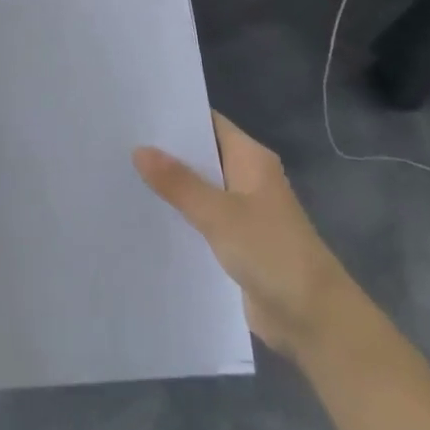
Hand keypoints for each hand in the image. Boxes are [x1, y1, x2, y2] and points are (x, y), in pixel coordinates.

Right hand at [133, 114, 344, 354]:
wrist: (313, 319)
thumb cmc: (272, 252)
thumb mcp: (219, 214)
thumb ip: (179, 183)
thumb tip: (139, 150)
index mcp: (251, 160)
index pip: (209, 123)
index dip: (176, 116)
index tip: (136, 110)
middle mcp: (246, 178)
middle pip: (201, 155)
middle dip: (164, 151)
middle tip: (116, 141)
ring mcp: (241, 212)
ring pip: (198, 190)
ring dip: (168, 186)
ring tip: (118, 174)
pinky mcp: (235, 242)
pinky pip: (199, 220)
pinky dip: (177, 217)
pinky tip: (142, 216)